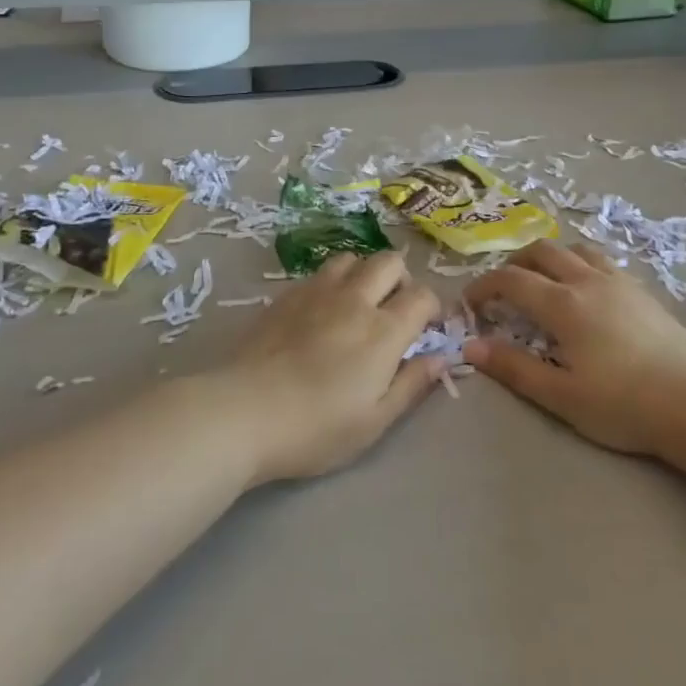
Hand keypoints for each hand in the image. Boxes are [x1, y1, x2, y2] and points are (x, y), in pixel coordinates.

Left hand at [215, 251, 444, 484]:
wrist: (243, 411)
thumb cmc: (315, 428)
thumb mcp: (374, 421)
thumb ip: (412, 385)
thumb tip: (441, 358)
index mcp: (383, 331)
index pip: (423, 295)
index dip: (431, 307)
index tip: (425, 328)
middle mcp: (355, 300)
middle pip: (390, 262)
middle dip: (401, 280)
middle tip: (393, 311)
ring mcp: (317, 291)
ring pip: (353, 258)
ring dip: (364, 274)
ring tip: (357, 305)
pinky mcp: (287, 294)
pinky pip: (320, 272)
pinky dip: (333, 282)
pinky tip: (321, 312)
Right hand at [464, 241, 685, 464]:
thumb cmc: (624, 405)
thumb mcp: (561, 396)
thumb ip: (514, 368)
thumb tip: (470, 347)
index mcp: (564, 304)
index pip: (511, 280)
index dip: (484, 286)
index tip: (469, 304)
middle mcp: (589, 281)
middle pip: (543, 251)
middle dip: (514, 264)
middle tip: (502, 289)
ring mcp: (621, 283)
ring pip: (576, 250)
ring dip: (550, 258)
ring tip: (543, 282)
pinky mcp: (644, 293)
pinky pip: (602, 262)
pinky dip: (580, 265)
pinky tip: (586, 292)